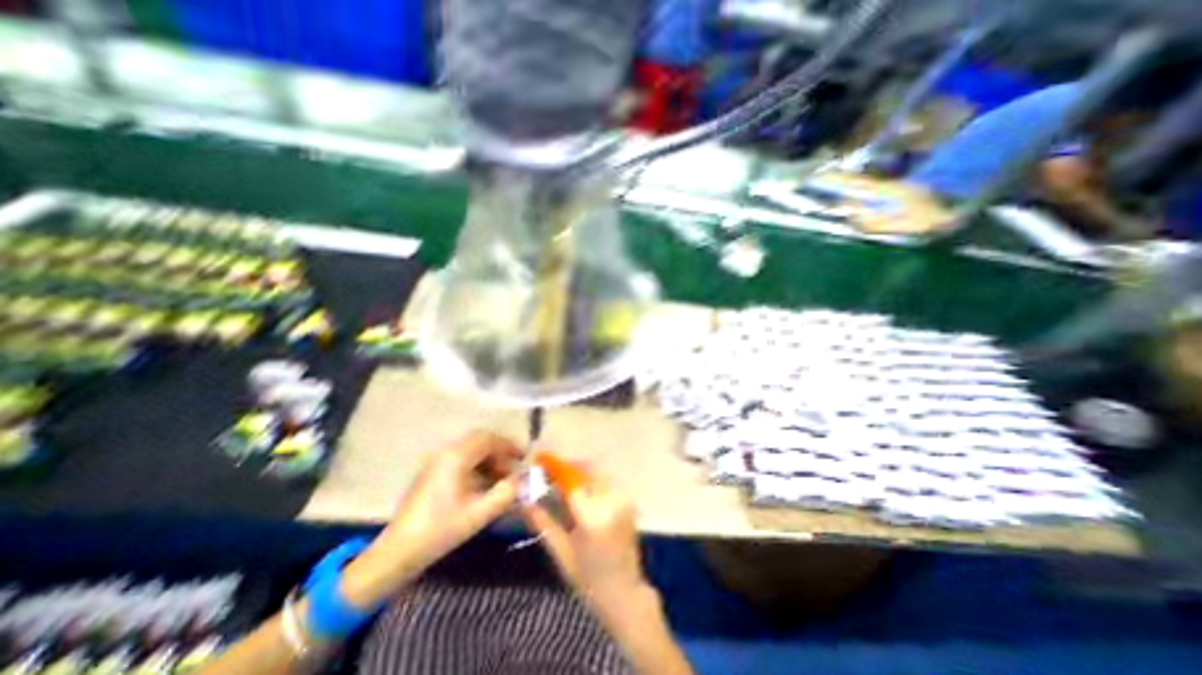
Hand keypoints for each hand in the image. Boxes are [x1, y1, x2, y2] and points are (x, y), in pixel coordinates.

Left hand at [341, 435, 524, 608]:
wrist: (396, 553)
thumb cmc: (439, 530)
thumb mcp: (478, 514)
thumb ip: (506, 494)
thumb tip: (525, 480)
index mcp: (456, 457)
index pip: (488, 439)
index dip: (509, 446)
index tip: (523, 458)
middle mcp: (446, 453)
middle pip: (479, 442)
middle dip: (499, 453)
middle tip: (513, 469)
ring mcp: (436, 462)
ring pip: (470, 451)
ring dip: (488, 460)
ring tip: (500, 480)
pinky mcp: (432, 473)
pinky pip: (460, 460)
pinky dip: (476, 467)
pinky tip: (482, 486)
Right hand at [521, 470, 648, 621]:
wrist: (624, 593)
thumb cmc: (587, 578)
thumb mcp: (560, 551)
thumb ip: (541, 521)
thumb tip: (521, 499)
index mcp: (593, 517)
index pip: (571, 480)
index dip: (554, 467)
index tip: (540, 461)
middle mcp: (611, 502)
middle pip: (585, 470)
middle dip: (566, 467)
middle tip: (549, 472)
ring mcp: (623, 499)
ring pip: (596, 473)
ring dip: (578, 472)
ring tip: (562, 482)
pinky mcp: (628, 500)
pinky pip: (606, 481)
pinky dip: (591, 480)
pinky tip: (580, 491)